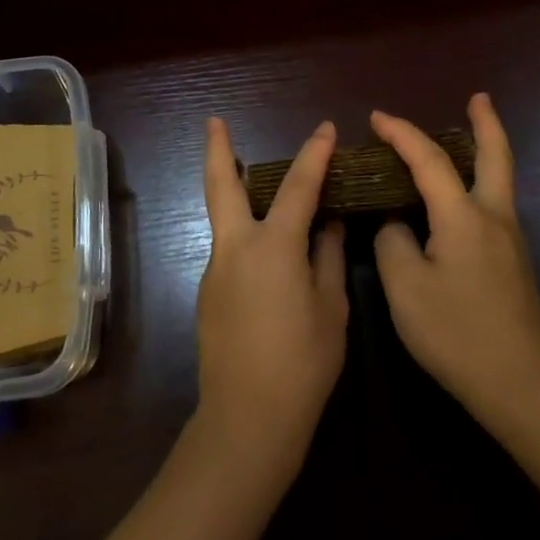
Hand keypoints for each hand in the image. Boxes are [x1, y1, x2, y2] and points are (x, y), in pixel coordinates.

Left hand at [194, 118, 349, 489]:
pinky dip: (245, 233)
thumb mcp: (331, 308)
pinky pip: (229, 248)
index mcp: (273, 246)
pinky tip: (268, 252)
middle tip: (214, 120)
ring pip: (223, 217)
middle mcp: (236, 247)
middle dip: (217, 148)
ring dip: (233, 191)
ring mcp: (216, 269)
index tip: (325, 129)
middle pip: (221, 185)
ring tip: (254, 180)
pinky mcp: (209, 292)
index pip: (297, 186)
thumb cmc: (302, 363)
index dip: (314, 154)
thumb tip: (331, 224)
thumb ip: (329, 257)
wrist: (247, 418)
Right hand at [371, 94, 539, 430]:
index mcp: (463, 217)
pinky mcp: (512, 262)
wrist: (522, 385)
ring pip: (498, 179)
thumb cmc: (457, 333)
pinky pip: (492, 204)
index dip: (402, 134)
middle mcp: (494, 217)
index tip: (376, 118)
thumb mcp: (405, 287)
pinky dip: (476, 182)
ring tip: (463, 137)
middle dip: (486, 123)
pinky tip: (456, 199)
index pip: (429, 161)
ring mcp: (510, 240)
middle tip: (479, 97)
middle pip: (495, 156)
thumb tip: (397, 223)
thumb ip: (393, 242)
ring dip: (483, 150)